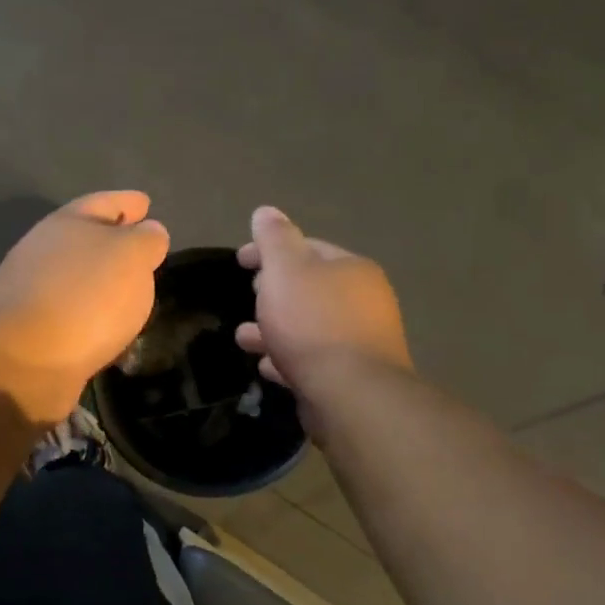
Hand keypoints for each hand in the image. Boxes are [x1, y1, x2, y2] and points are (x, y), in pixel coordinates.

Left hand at [0, 191, 169, 422]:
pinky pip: (74, 316)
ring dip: (103, 284)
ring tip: (134, 293)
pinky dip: (93, 318)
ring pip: (78, 280)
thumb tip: (148, 232)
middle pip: (85, 239)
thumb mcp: (131, 256)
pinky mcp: (32, 334)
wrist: (21, 362)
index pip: (103, 202)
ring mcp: (34, 294)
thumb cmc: (84, 296)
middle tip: (144, 251)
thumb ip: (146, 239)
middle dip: (113, 242)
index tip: (146, 202)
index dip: (126, 201)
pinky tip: (110, 330)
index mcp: (66, 224)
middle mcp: (45, 253)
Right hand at [235, 206, 411, 410]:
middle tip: (250, 296)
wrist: (351, 393)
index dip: (270, 250)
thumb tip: (266, 211)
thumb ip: (274, 238)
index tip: (239, 260)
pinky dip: (289, 358)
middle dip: (274, 292)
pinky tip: (268, 367)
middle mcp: (364, 301)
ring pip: (310, 327)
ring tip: (245, 339)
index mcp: (352, 269)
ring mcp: (362, 341)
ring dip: (276, 329)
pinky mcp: (353, 377)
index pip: (308, 247)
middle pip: (310, 288)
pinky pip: (314, 359)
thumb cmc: (313, 322)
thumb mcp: (286, 269)